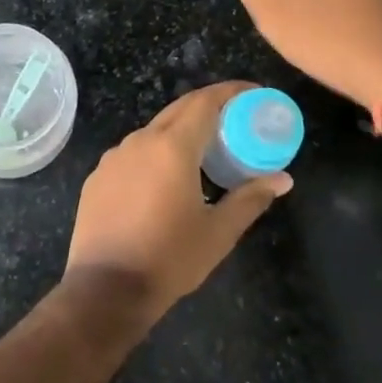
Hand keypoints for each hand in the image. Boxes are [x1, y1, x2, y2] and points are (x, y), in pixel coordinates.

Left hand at [65, 82, 290, 326]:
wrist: (105, 290)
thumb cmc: (169, 259)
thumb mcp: (218, 233)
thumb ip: (250, 199)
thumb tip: (283, 179)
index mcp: (172, 147)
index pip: (205, 101)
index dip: (230, 92)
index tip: (253, 93)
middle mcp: (141, 140)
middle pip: (179, 109)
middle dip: (208, 106)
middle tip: (234, 118)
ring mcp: (115, 156)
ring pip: (154, 130)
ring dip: (180, 131)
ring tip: (203, 151)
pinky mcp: (99, 175)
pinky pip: (133, 152)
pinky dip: (155, 153)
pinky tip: (164, 180)